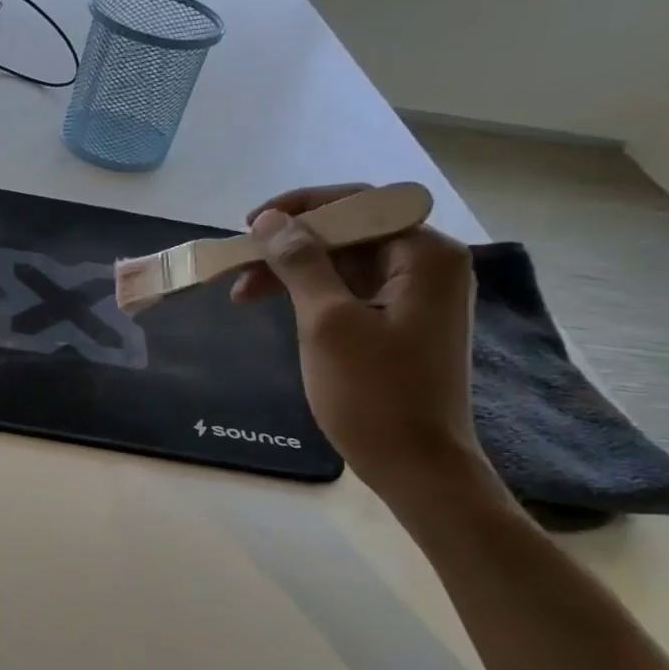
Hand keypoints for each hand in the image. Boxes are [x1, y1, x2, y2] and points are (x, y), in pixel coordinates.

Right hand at [232, 186, 487, 501]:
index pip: (360, 204)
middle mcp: (429, 265)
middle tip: (239, 265)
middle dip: (291, 245)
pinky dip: (312, 295)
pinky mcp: (401, 324)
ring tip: (243, 294)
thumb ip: (300, 264)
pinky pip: (351, 291)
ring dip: (295, 272)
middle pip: (351, 232)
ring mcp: (417, 297)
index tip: (249, 225)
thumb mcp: (328, 323)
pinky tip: (279, 308)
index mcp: (425, 254)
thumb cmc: (374, 394)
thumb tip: (270, 221)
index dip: (300, 208)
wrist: (416, 466)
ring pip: (346, 263)